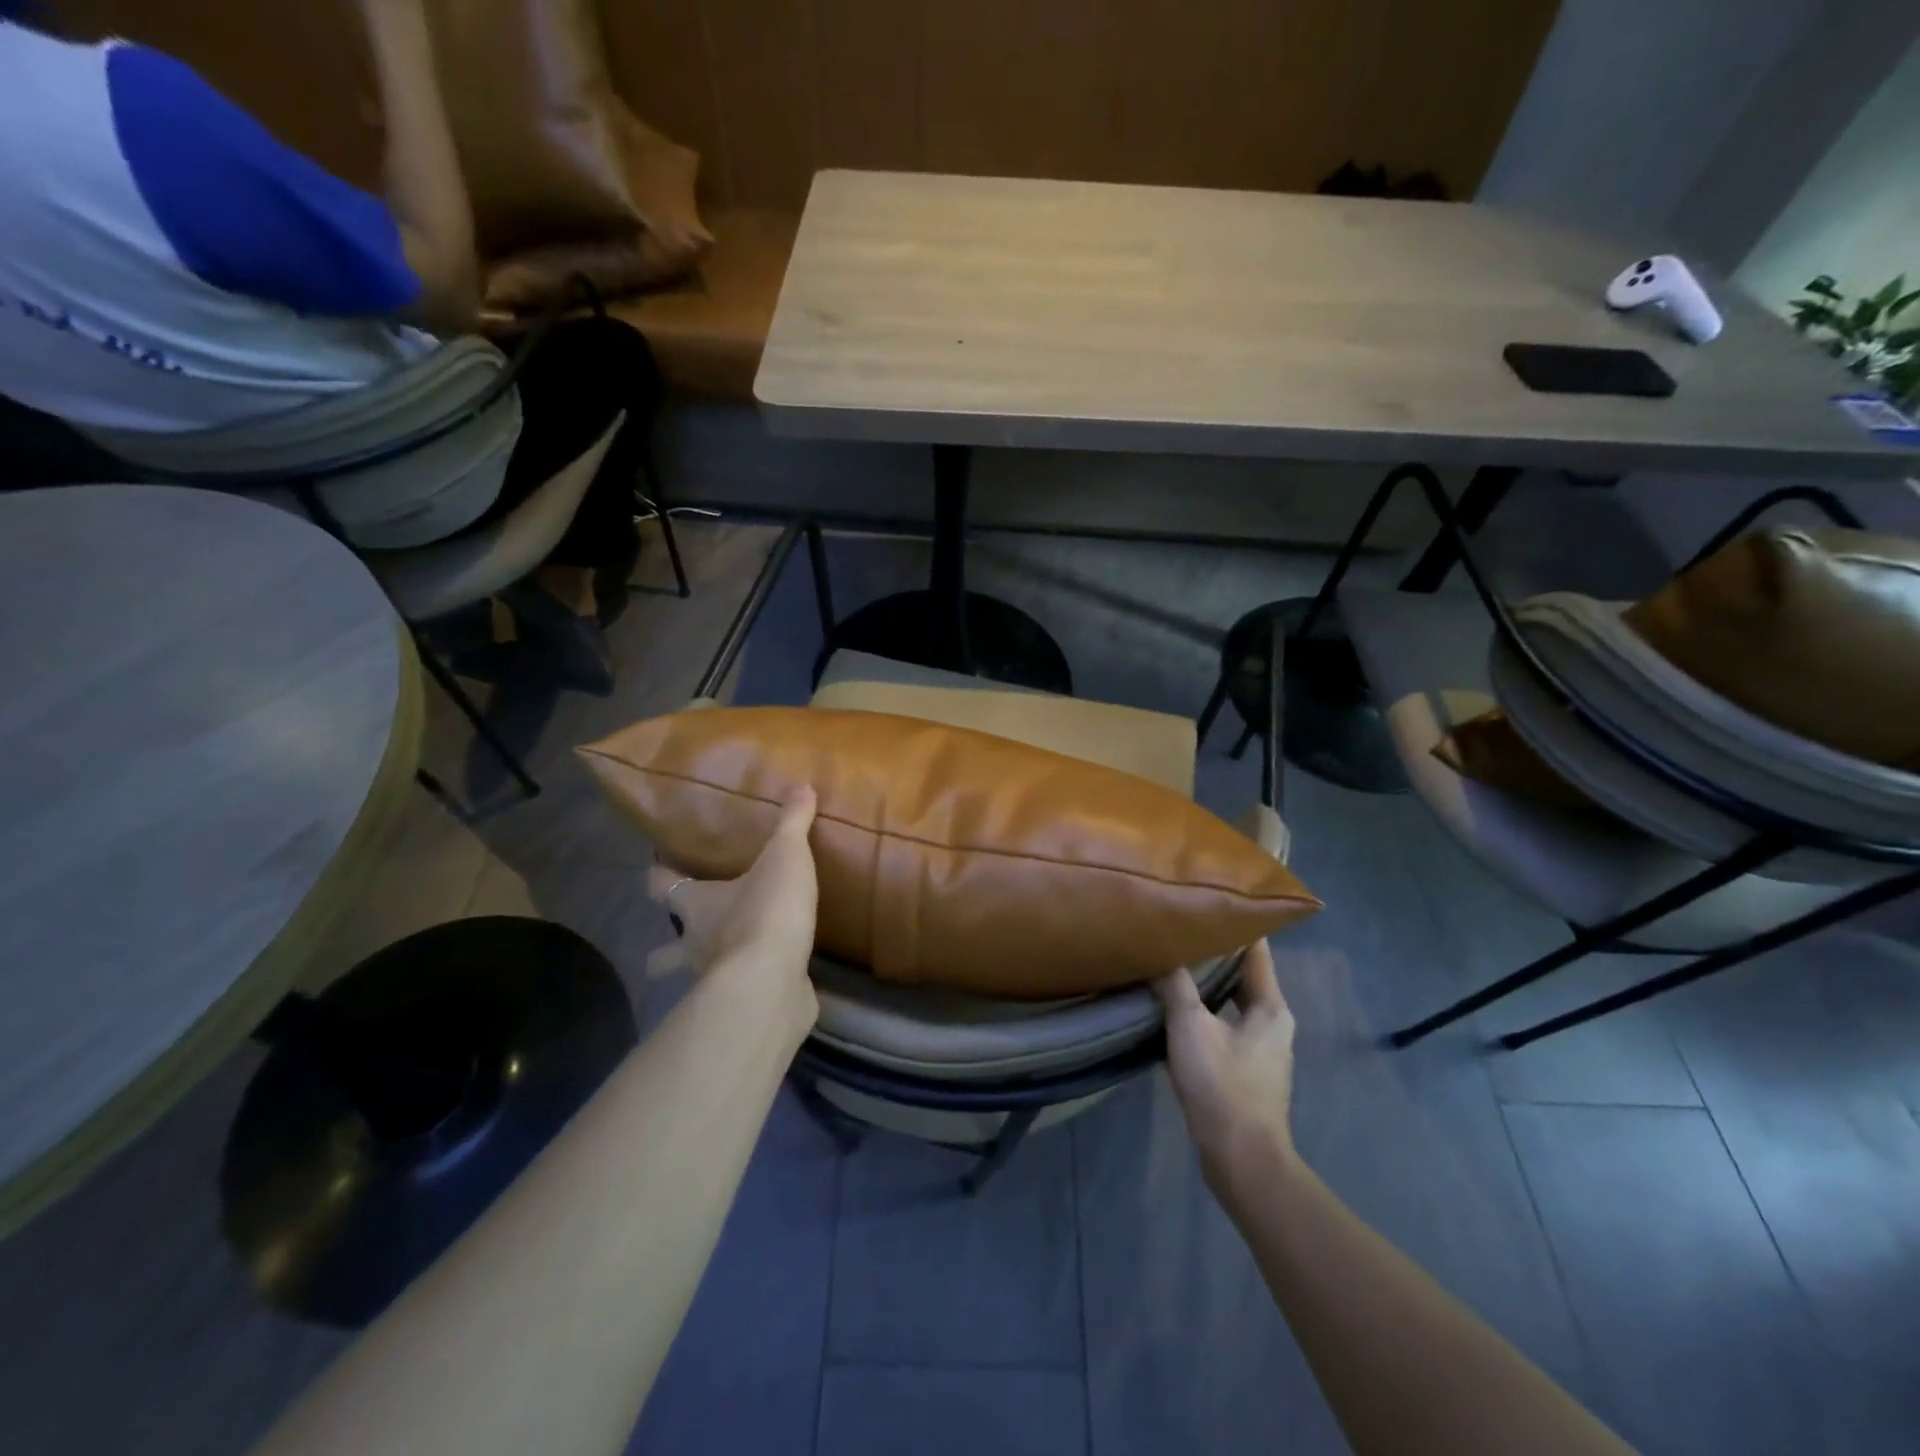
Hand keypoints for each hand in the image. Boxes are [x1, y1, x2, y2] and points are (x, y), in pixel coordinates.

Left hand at [646, 788, 819, 1002]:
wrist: (771, 981)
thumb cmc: (766, 910)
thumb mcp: (785, 857)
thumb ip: (792, 823)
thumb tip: (802, 786)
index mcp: (697, 905)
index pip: (661, 887)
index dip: (657, 878)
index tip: (655, 871)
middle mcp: (696, 944)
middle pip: (664, 950)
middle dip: (666, 947)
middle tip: (686, 934)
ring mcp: (714, 981)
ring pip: (694, 979)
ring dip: (704, 972)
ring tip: (727, 962)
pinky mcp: (744, 1005)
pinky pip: (741, 996)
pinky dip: (750, 988)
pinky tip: (770, 979)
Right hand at [1154, 939, 1296, 1192]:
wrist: (1242, 1161)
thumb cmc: (1222, 1087)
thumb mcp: (1190, 1028)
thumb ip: (1175, 986)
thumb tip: (1160, 951)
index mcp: (1270, 1007)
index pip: (1257, 951)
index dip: (1237, 923)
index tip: (1212, 898)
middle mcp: (1273, 1022)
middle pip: (1244, 974)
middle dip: (1215, 952)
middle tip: (1182, 927)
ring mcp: (1262, 1049)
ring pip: (1232, 1000)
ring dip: (1207, 982)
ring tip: (1174, 961)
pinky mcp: (1247, 1070)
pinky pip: (1224, 1024)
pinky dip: (1204, 1010)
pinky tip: (1175, 1008)